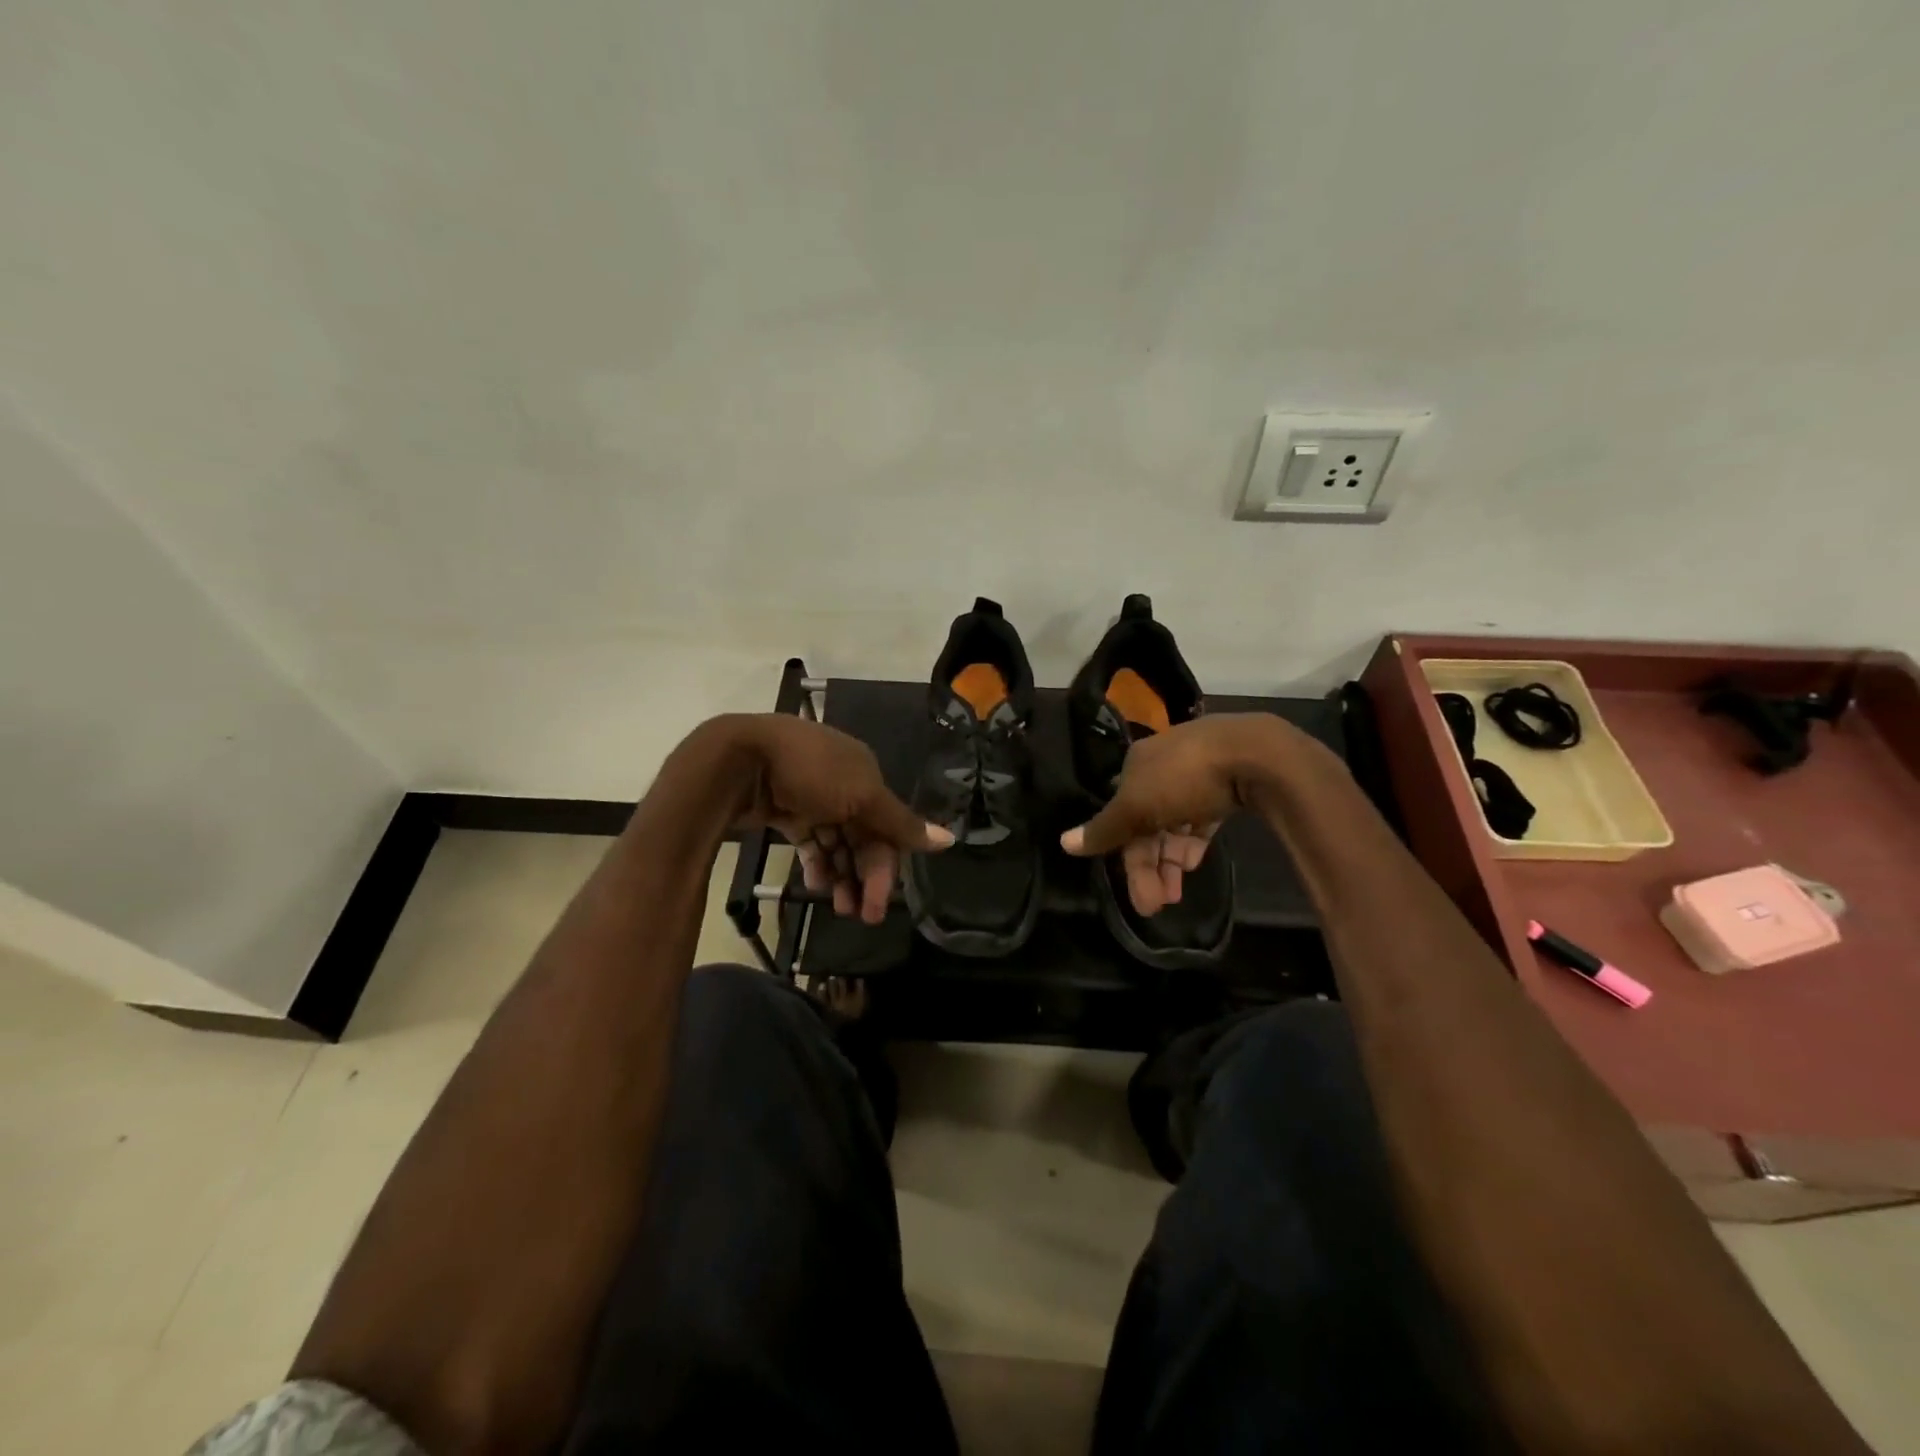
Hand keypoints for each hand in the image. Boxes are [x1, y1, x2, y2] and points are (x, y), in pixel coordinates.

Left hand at [730, 715, 952, 923]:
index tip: (882, 901)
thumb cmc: (809, 772)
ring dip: (842, 875)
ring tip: (837, 907)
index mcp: (865, 772)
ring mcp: (811, 796)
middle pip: (864, 836)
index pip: (888, 824)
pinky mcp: (784, 810)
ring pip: (837, 842)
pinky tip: (816, 886)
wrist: (738, 759)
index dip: (888, 863)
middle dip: (865, 876)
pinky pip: (810, 841)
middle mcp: (842, 783)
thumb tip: (949, 839)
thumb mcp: (862, 796)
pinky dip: (817, 863)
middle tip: (861, 916)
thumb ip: (901, 822)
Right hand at [1059, 714, 1321, 915]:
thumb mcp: (1136, 806)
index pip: (1121, 816)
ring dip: (1171, 862)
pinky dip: (1193, 843)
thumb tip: (1063, 843)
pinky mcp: (1227, 785)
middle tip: (1156, 905)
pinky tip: (1194, 865)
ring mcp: (1197, 775)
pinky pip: (1201, 818)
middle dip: (1149, 866)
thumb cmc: (1185, 777)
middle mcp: (1163, 767)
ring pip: (1174, 824)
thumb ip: (1104, 828)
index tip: (1136, 893)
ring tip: (1176, 895)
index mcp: (1137, 765)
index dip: (1124, 854)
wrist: (1256, 754)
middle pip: (1147, 824)